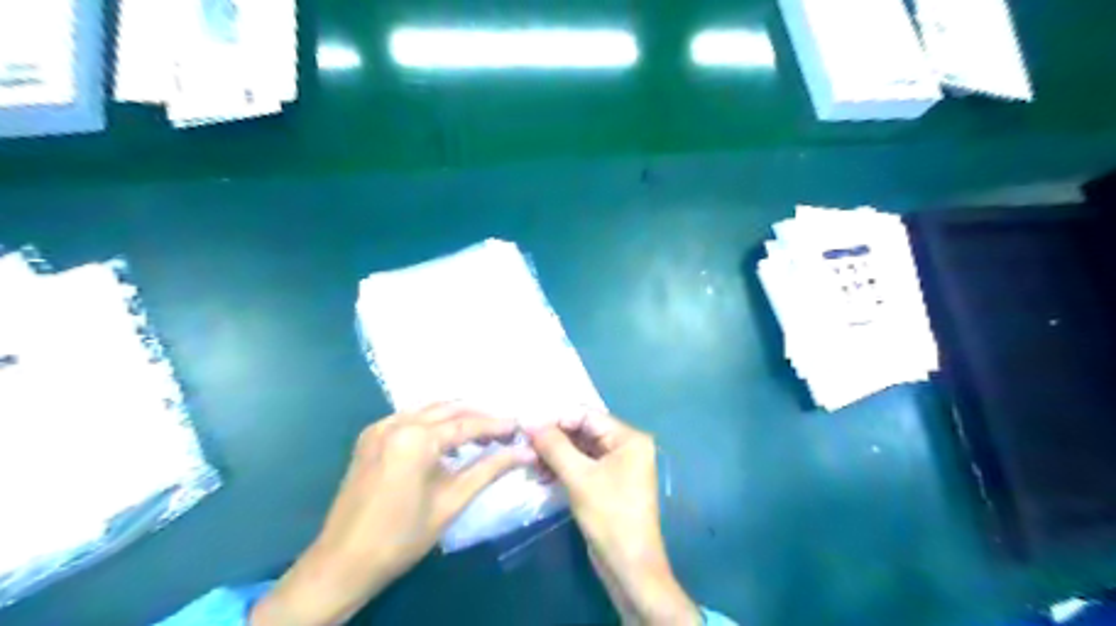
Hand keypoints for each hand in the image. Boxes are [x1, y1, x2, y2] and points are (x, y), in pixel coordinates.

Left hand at [253, 405, 530, 623]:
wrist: (343, 563)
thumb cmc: (401, 537)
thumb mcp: (451, 502)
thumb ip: (489, 470)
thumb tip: (525, 453)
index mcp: (415, 438)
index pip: (466, 425)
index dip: (496, 425)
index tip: (521, 427)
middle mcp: (396, 423)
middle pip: (448, 410)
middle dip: (479, 416)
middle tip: (505, 428)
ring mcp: (379, 427)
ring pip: (429, 409)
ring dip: (457, 416)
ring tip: (483, 432)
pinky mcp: (370, 437)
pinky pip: (410, 418)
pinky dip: (433, 422)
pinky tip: (448, 439)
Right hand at [529, 412, 693, 621]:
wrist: (629, 567)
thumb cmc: (609, 516)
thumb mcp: (579, 477)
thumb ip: (554, 446)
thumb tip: (530, 421)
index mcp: (629, 439)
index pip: (587, 416)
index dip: (556, 419)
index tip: (527, 426)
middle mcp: (626, 447)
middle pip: (584, 432)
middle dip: (554, 438)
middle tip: (524, 445)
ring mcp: (618, 466)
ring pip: (581, 450)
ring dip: (555, 455)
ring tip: (529, 462)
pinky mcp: (608, 483)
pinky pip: (583, 466)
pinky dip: (563, 468)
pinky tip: (541, 475)